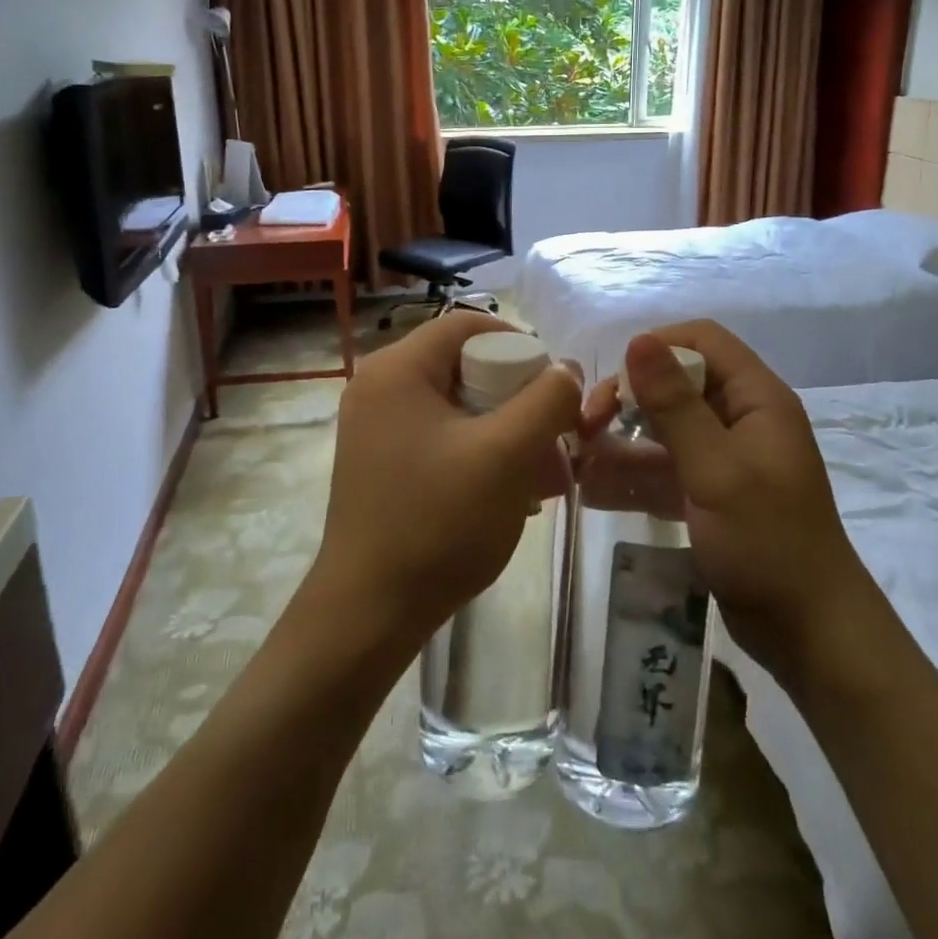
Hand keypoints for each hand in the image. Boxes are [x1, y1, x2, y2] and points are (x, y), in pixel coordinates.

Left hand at [305, 312, 581, 651]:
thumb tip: (567, 370)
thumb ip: (547, 400)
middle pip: (465, 365)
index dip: (520, 344)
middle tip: (553, 437)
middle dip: (518, 398)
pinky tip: (509, 493)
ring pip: (458, 405)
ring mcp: (376, 427)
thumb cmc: (439, 522)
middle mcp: (379, 387)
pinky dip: (479, 452)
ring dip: (505, 430)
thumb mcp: (507, 454)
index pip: (468, 324)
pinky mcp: (381, 461)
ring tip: (541, 475)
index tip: (555, 386)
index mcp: (398, 369)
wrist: (370, 613)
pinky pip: (441, 436)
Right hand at [609, 322, 880, 692]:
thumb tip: (638, 340)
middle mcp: (740, 418)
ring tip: (578, 458)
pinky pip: (664, 469)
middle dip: (629, 398)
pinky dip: (632, 475)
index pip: (703, 341)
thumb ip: (674, 405)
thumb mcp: (716, 469)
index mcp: (756, 398)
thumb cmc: (767, 542)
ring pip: (664, 429)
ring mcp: (724, 458)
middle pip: (676, 383)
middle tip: (588, 426)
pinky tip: (593, 490)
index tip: (616, 383)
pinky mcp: (710, 494)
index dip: (657, 349)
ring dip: (622, 440)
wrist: (808, 632)